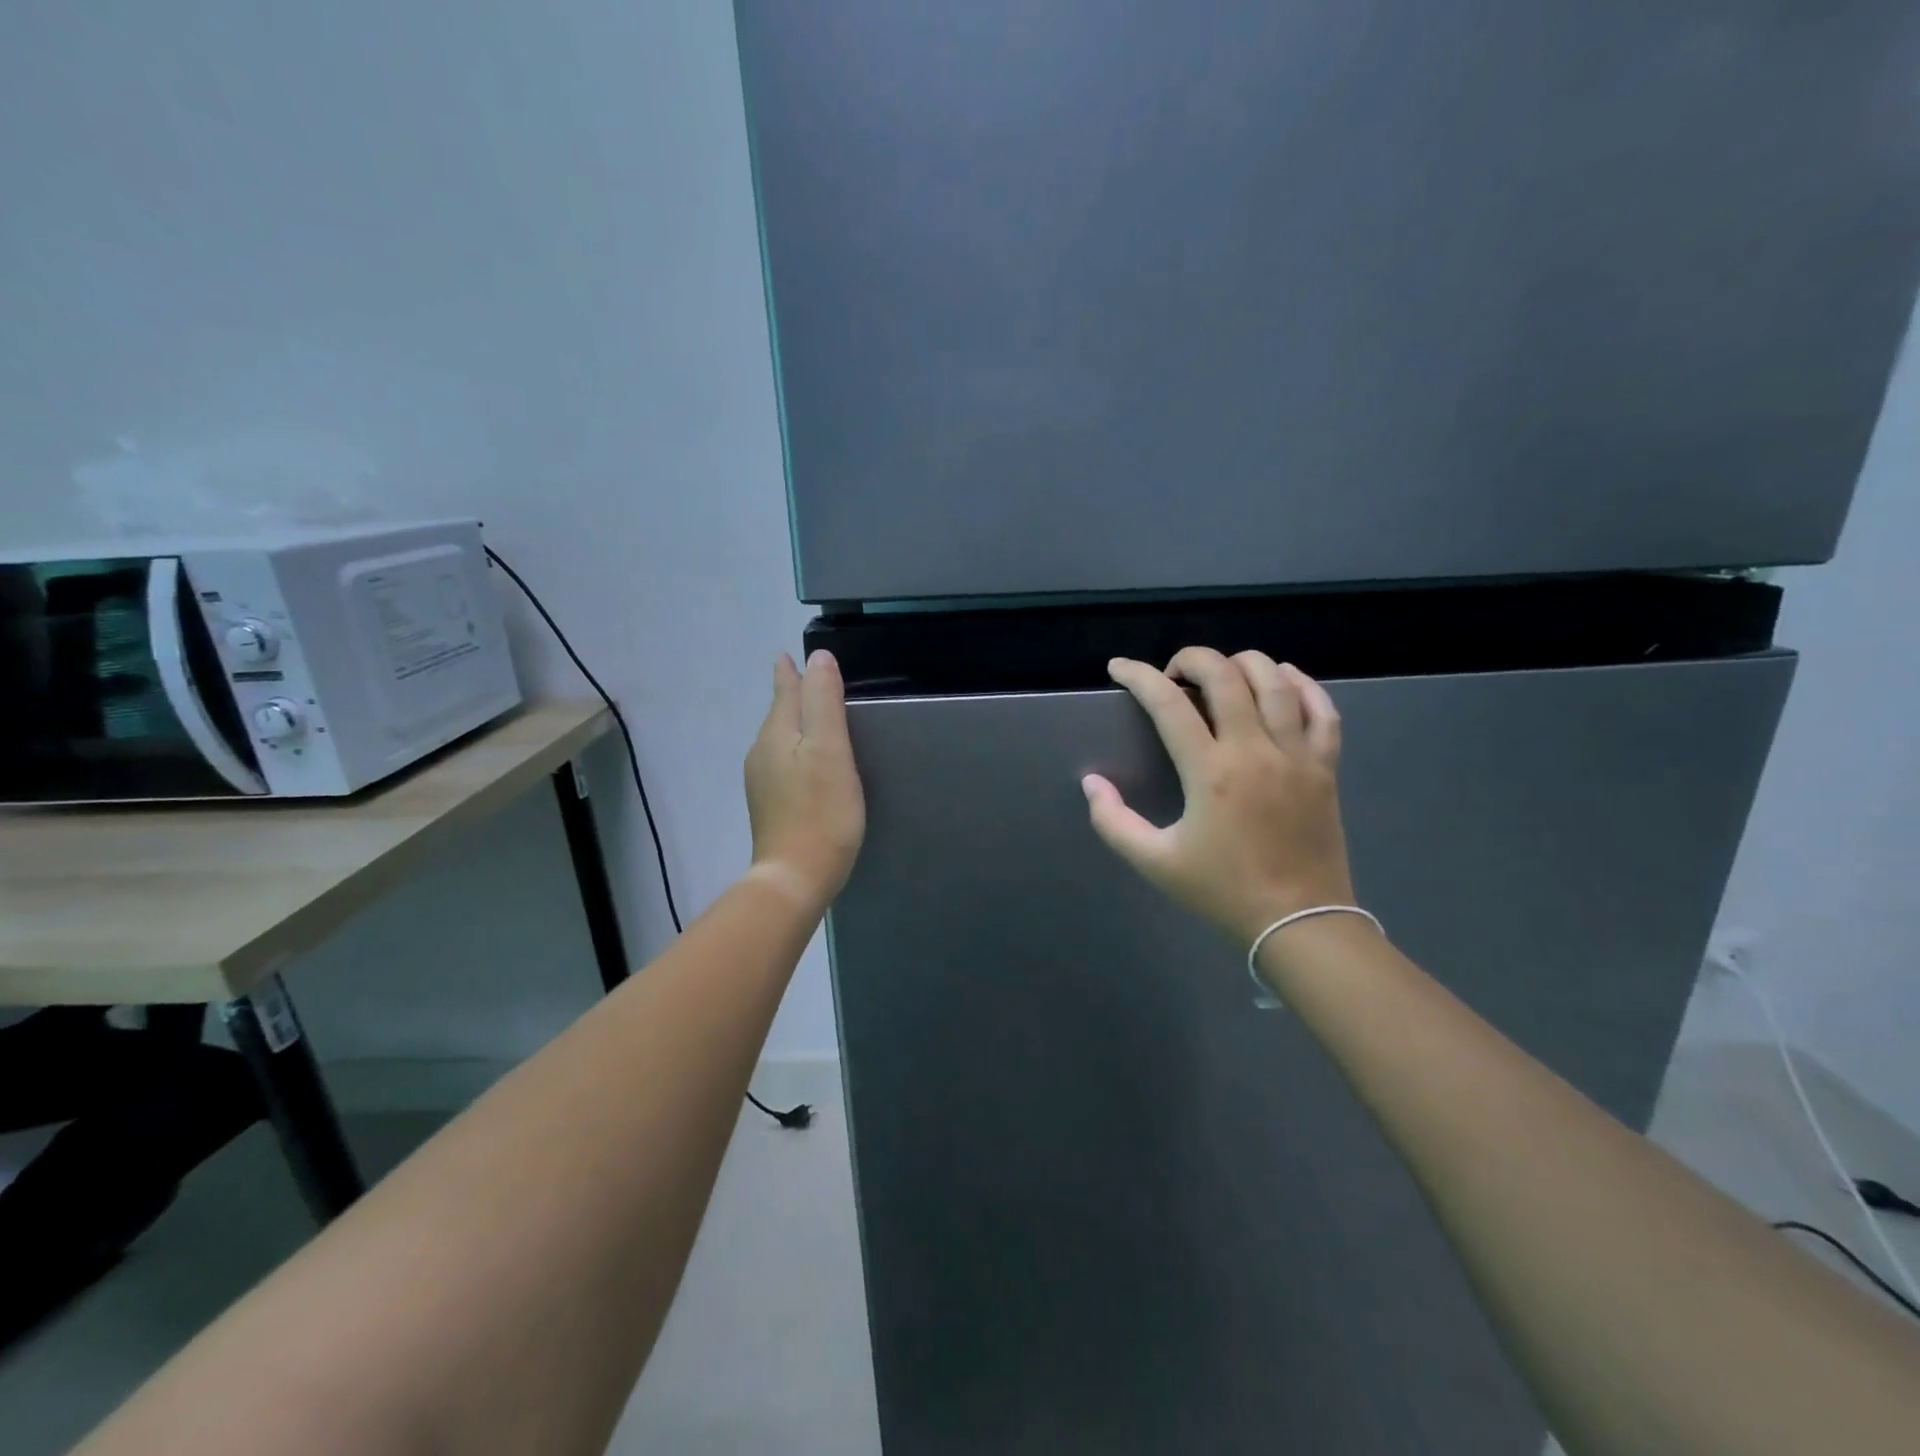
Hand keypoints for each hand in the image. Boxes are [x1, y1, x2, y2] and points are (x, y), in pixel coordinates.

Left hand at [743, 650, 866, 909]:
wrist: (795, 877)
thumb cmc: (820, 811)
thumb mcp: (830, 749)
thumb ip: (823, 701)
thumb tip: (817, 657)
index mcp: (776, 735)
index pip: (784, 693)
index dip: (790, 673)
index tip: (786, 655)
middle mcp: (762, 754)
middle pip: (780, 715)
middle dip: (792, 697)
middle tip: (807, 680)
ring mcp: (763, 784)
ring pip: (780, 741)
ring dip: (794, 725)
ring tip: (811, 718)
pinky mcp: (771, 808)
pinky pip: (783, 765)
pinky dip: (796, 752)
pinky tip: (808, 764)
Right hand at [1082, 647, 1356, 946]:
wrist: (1300, 921)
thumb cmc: (1223, 890)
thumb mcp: (1155, 862)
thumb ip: (1113, 822)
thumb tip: (1092, 783)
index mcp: (1211, 772)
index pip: (1169, 703)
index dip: (1138, 676)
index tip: (1119, 667)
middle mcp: (1255, 750)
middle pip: (1226, 675)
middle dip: (1192, 659)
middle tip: (1173, 674)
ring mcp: (1297, 755)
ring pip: (1276, 681)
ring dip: (1243, 663)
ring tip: (1221, 674)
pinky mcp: (1325, 767)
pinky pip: (1322, 710)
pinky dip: (1303, 685)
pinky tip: (1283, 680)